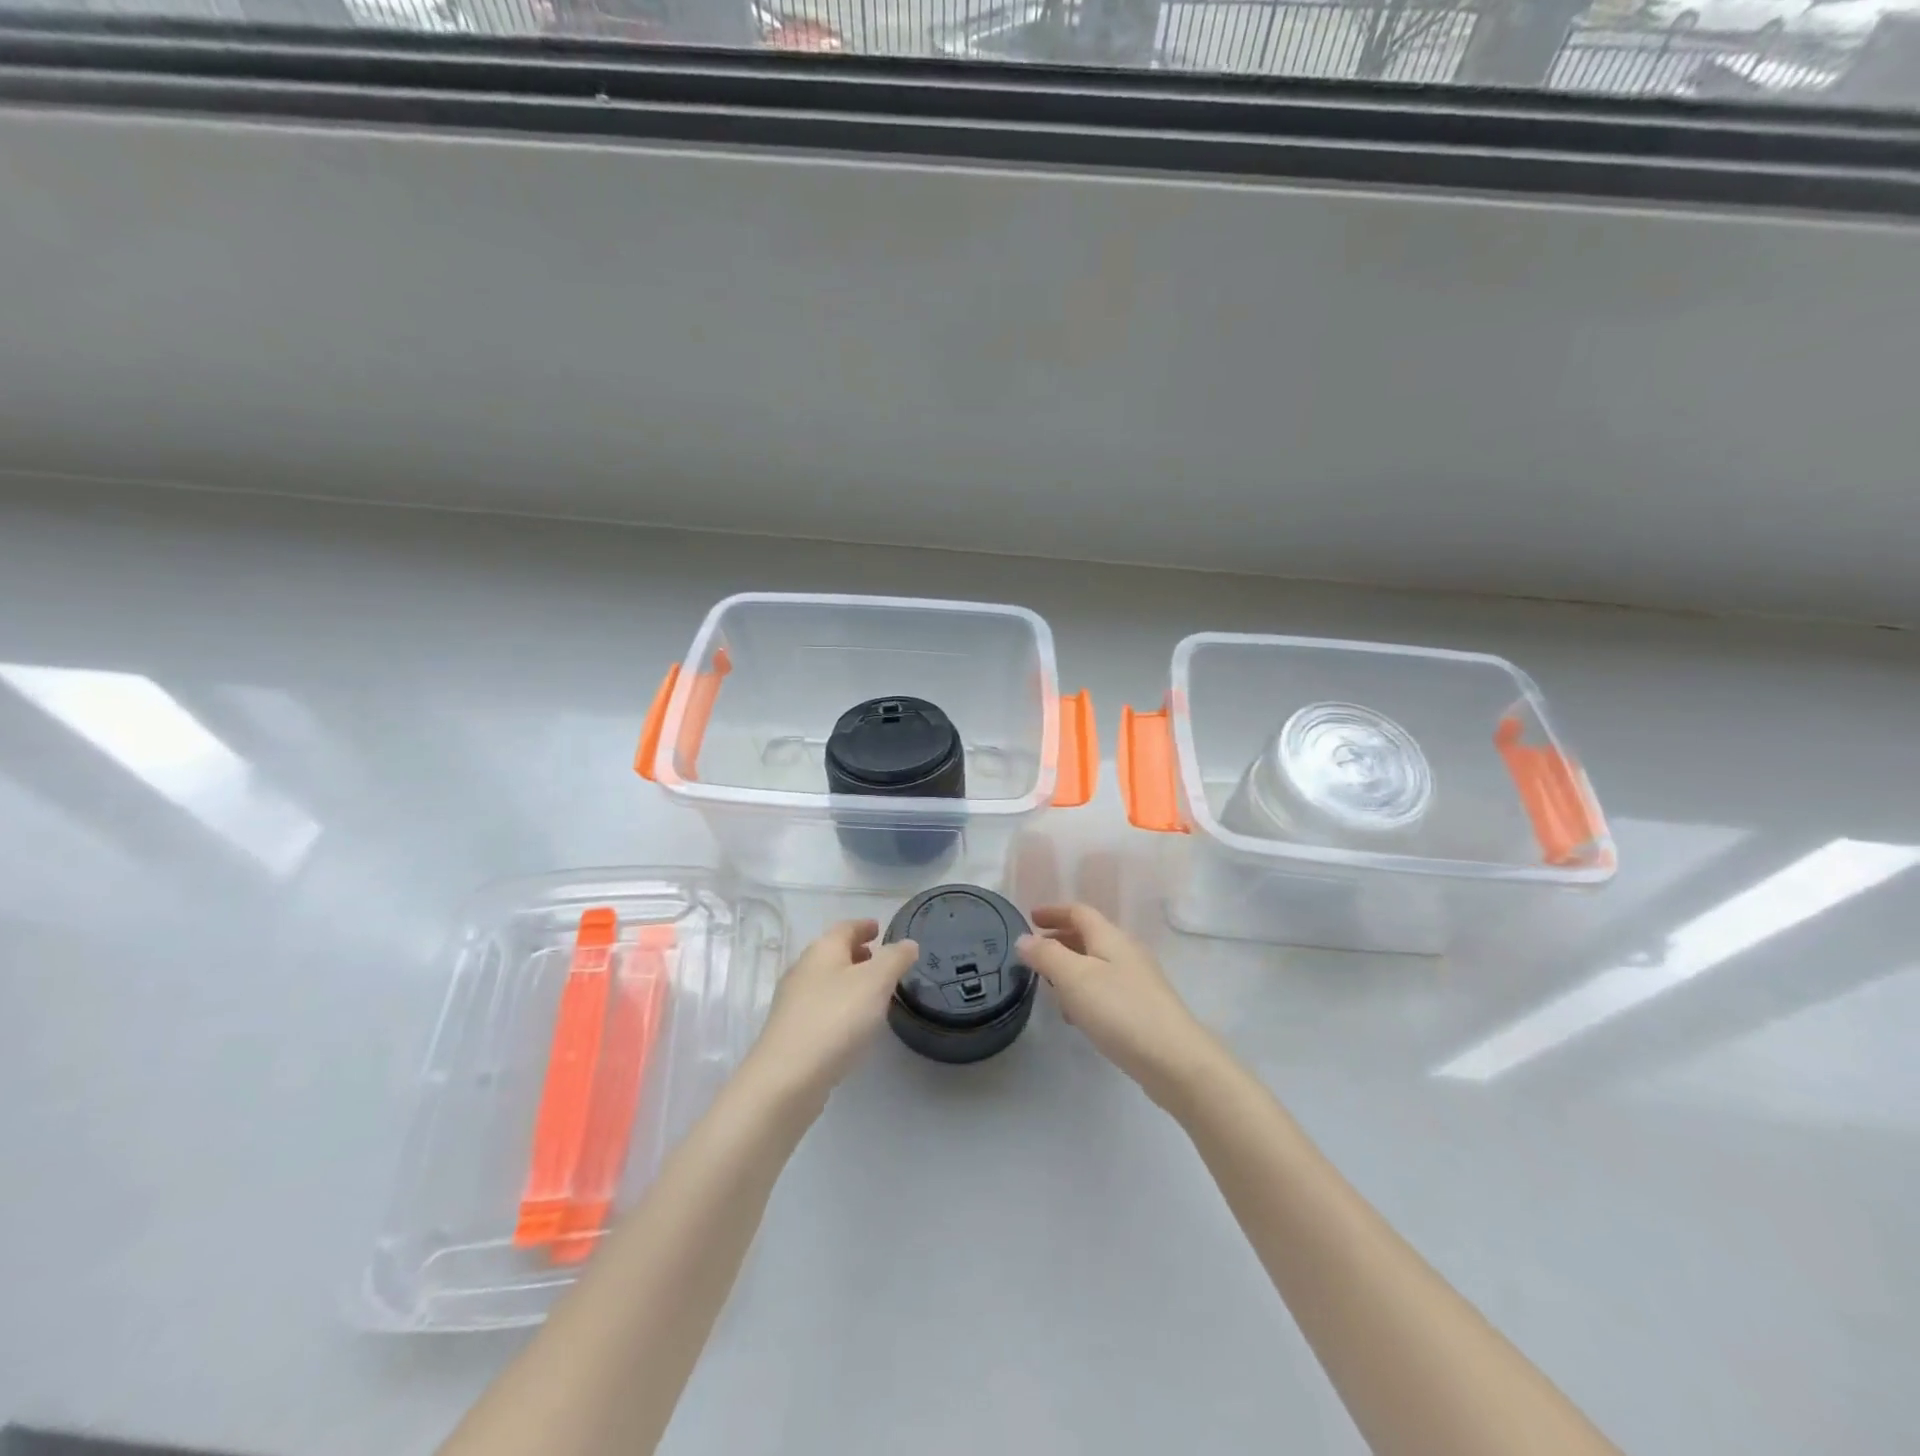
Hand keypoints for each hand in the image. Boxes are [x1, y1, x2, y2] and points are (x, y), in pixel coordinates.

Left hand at [742, 919, 918, 1110]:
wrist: (786, 1078)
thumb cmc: (836, 1018)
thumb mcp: (876, 982)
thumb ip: (895, 959)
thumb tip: (907, 944)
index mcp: (823, 950)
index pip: (845, 928)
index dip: (864, 926)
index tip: (879, 928)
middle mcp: (803, 970)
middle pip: (833, 953)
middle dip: (857, 954)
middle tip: (881, 960)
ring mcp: (793, 1002)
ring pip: (826, 981)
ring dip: (849, 981)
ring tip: (873, 992)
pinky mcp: (791, 1032)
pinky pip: (821, 1007)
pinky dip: (840, 1005)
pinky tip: (853, 1024)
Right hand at [1019, 904, 1220, 1108]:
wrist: (1174, 1059)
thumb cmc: (1119, 1010)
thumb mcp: (1074, 978)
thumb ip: (1046, 955)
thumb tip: (1024, 939)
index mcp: (1110, 937)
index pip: (1079, 912)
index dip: (1053, 912)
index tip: (1030, 918)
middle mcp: (1126, 952)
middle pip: (1089, 935)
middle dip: (1060, 939)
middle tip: (1034, 952)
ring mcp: (1138, 980)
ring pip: (1097, 963)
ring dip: (1070, 967)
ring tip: (1048, 985)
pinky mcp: (1143, 1008)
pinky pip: (1106, 988)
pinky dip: (1085, 990)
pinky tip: (1076, 1015)